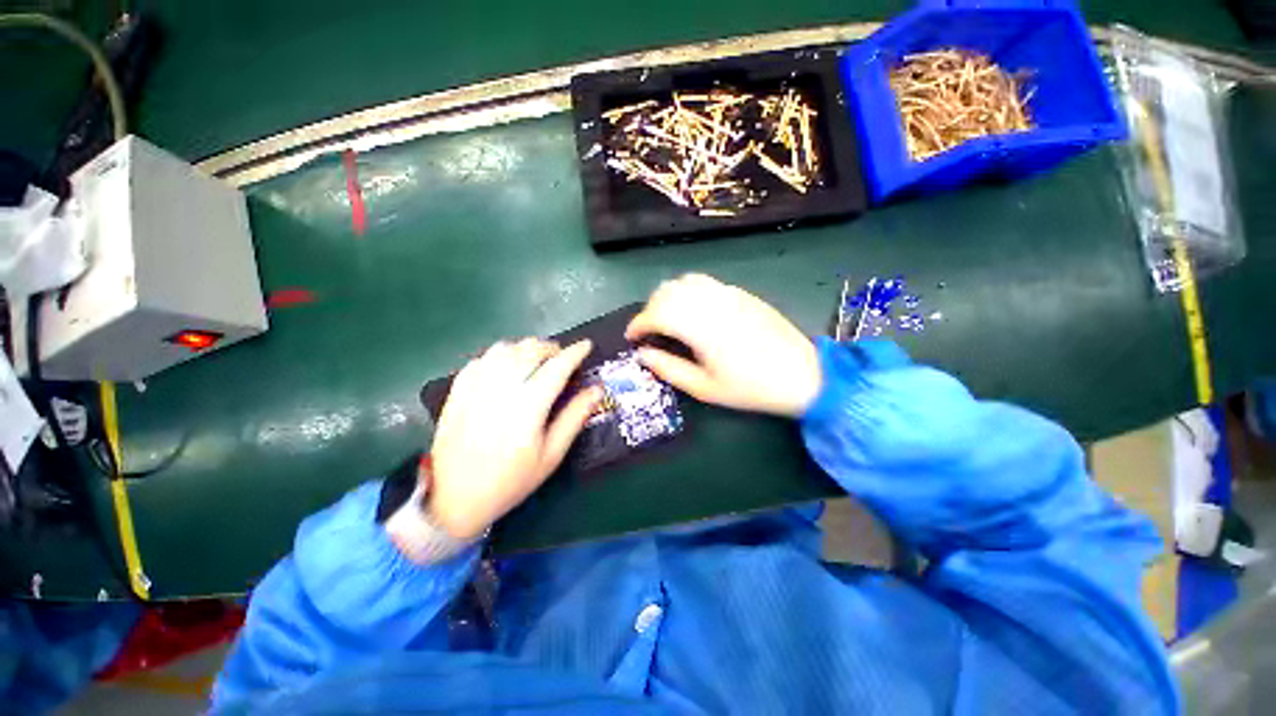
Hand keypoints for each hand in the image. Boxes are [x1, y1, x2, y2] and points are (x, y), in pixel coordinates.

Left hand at [429, 338, 600, 539]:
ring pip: (503, 350)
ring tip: (535, 359)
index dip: (574, 353)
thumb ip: (575, 417)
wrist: (455, 500)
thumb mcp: (551, 455)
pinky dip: (498, 355)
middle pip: (529, 351)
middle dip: (550, 348)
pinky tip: (506, 367)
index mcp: (528, 408)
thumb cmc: (512, 481)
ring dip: (525, 348)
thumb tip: (597, 390)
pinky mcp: (457, 393)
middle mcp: (500, 391)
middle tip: (561, 357)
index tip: (586, 345)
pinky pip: (480, 360)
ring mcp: (475, 389)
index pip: (556, 368)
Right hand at [626, 274, 820, 416]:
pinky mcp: (741, 293)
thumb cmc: (750, 388)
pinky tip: (693, 311)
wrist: (803, 374)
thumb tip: (642, 354)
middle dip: (649, 309)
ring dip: (668, 297)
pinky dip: (688, 291)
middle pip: (667, 291)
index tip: (631, 337)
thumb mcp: (704, 388)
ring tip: (667, 318)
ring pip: (684, 281)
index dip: (638, 324)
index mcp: (700, 326)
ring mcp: (728, 293)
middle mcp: (711, 302)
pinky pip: (705, 282)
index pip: (656, 313)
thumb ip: (668, 369)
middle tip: (649, 332)